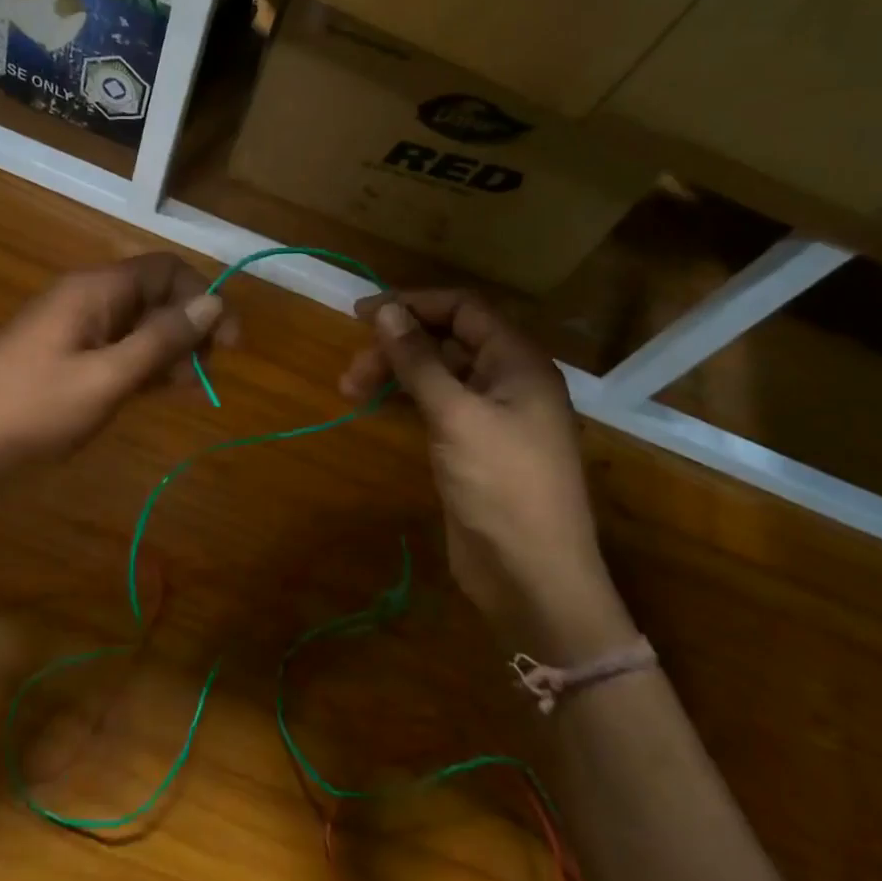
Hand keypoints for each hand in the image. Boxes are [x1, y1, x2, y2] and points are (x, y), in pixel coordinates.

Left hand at [0, 253, 234, 501]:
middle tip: (207, 374)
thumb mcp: (106, 379)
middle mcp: (86, 300)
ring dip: (169, 351)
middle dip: (189, 327)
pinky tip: (156, 393)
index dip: (204, 299)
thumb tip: (215, 302)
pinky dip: (142, 366)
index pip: (167, 270)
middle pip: (154, 296)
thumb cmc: (30, 413)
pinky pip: (116, 350)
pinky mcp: (64, 361)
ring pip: (137, 326)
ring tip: (187, 390)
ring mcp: (73, 331)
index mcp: (95, 290)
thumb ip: (162, 340)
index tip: (229, 344)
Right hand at [340, 290, 628, 655]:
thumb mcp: (456, 415)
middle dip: (397, 347)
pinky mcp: (473, 446)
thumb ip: (419, 360)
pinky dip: (406, 400)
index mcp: (518, 362)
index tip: (363, 314)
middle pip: (446, 341)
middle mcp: (507, 380)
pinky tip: (377, 406)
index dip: (413, 304)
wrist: (532, 576)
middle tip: (351, 371)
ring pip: (437, 374)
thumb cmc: (502, 485)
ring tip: (350, 390)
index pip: (464, 309)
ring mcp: (491, 415)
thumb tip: (386, 310)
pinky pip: (436, 406)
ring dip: (396, 374)